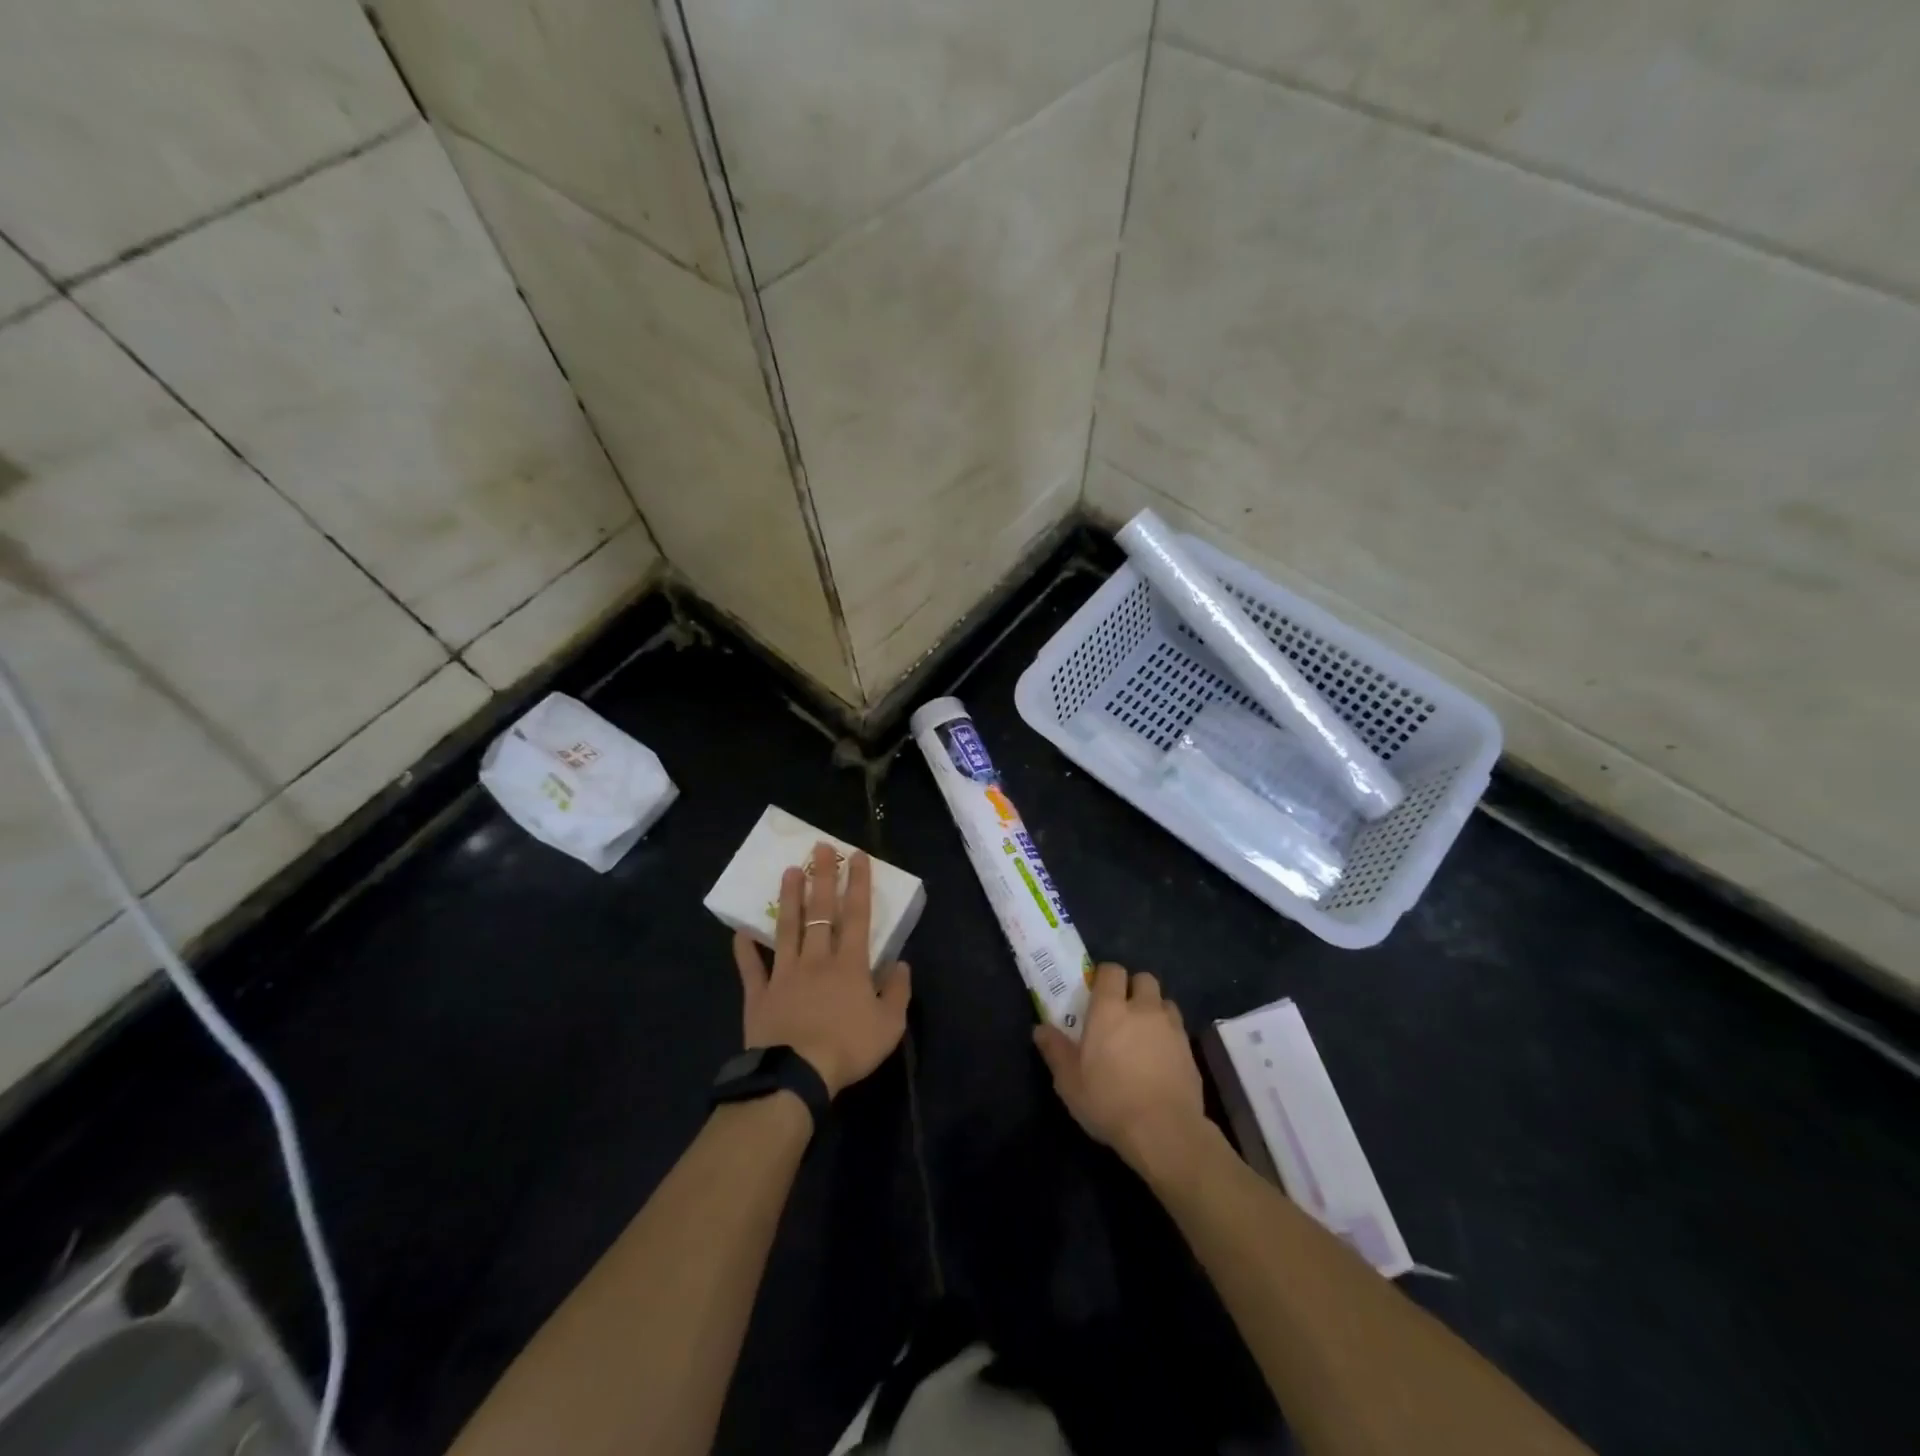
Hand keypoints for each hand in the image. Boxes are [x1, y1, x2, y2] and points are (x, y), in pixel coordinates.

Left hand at [733, 843, 910, 1098]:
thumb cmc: (848, 1048)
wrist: (796, 1076)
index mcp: (849, 964)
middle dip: (822, 877)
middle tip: (819, 848)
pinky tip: (739, 931)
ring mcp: (784, 974)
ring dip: (789, 899)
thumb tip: (902, 963)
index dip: (858, 883)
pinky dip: (745, 949)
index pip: (856, 915)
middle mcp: (816, 959)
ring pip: (786, 928)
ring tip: (789, 871)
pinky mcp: (759, 994)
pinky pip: (751, 967)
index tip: (856, 856)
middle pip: (819, 911)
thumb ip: (898, 992)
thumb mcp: (889, 1025)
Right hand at [1034, 962, 1207, 1171]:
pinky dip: (1169, 1034)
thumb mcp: (1069, 1081)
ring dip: (1154, 1009)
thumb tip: (1039, 1029)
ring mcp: (1171, 1028)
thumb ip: (1055, 1050)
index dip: (1105, 976)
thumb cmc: (1109, 1101)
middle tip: (1122, 1010)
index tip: (1097, 992)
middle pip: (1144, 979)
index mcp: (1110, 1009)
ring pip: (1164, 1002)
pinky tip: (1160, 1057)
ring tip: (1144, 1032)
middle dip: (1133, 988)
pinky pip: (1178, 1029)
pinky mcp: (1190, 1050)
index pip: (1112, 971)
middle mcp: (1143, 1009)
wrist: (1165, 1131)